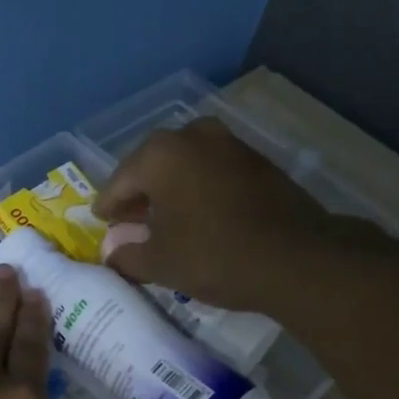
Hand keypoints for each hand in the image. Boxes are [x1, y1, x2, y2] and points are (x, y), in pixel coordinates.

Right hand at [93, 117, 338, 310]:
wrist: (296, 258)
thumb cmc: (214, 256)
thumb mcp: (160, 263)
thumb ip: (127, 254)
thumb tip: (112, 252)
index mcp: (159, 155)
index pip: (119, 182)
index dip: (107, 207)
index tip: (101, 223)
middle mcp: (191, 135)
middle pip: (151, 165)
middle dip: (139, 193)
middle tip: (130, 221)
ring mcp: (228, 143)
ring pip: (184, 164)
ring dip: (169, 188)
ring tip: (164, 219)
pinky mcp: (256, 159)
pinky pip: (212, 170)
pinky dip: (198, 188)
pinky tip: (199, 214)